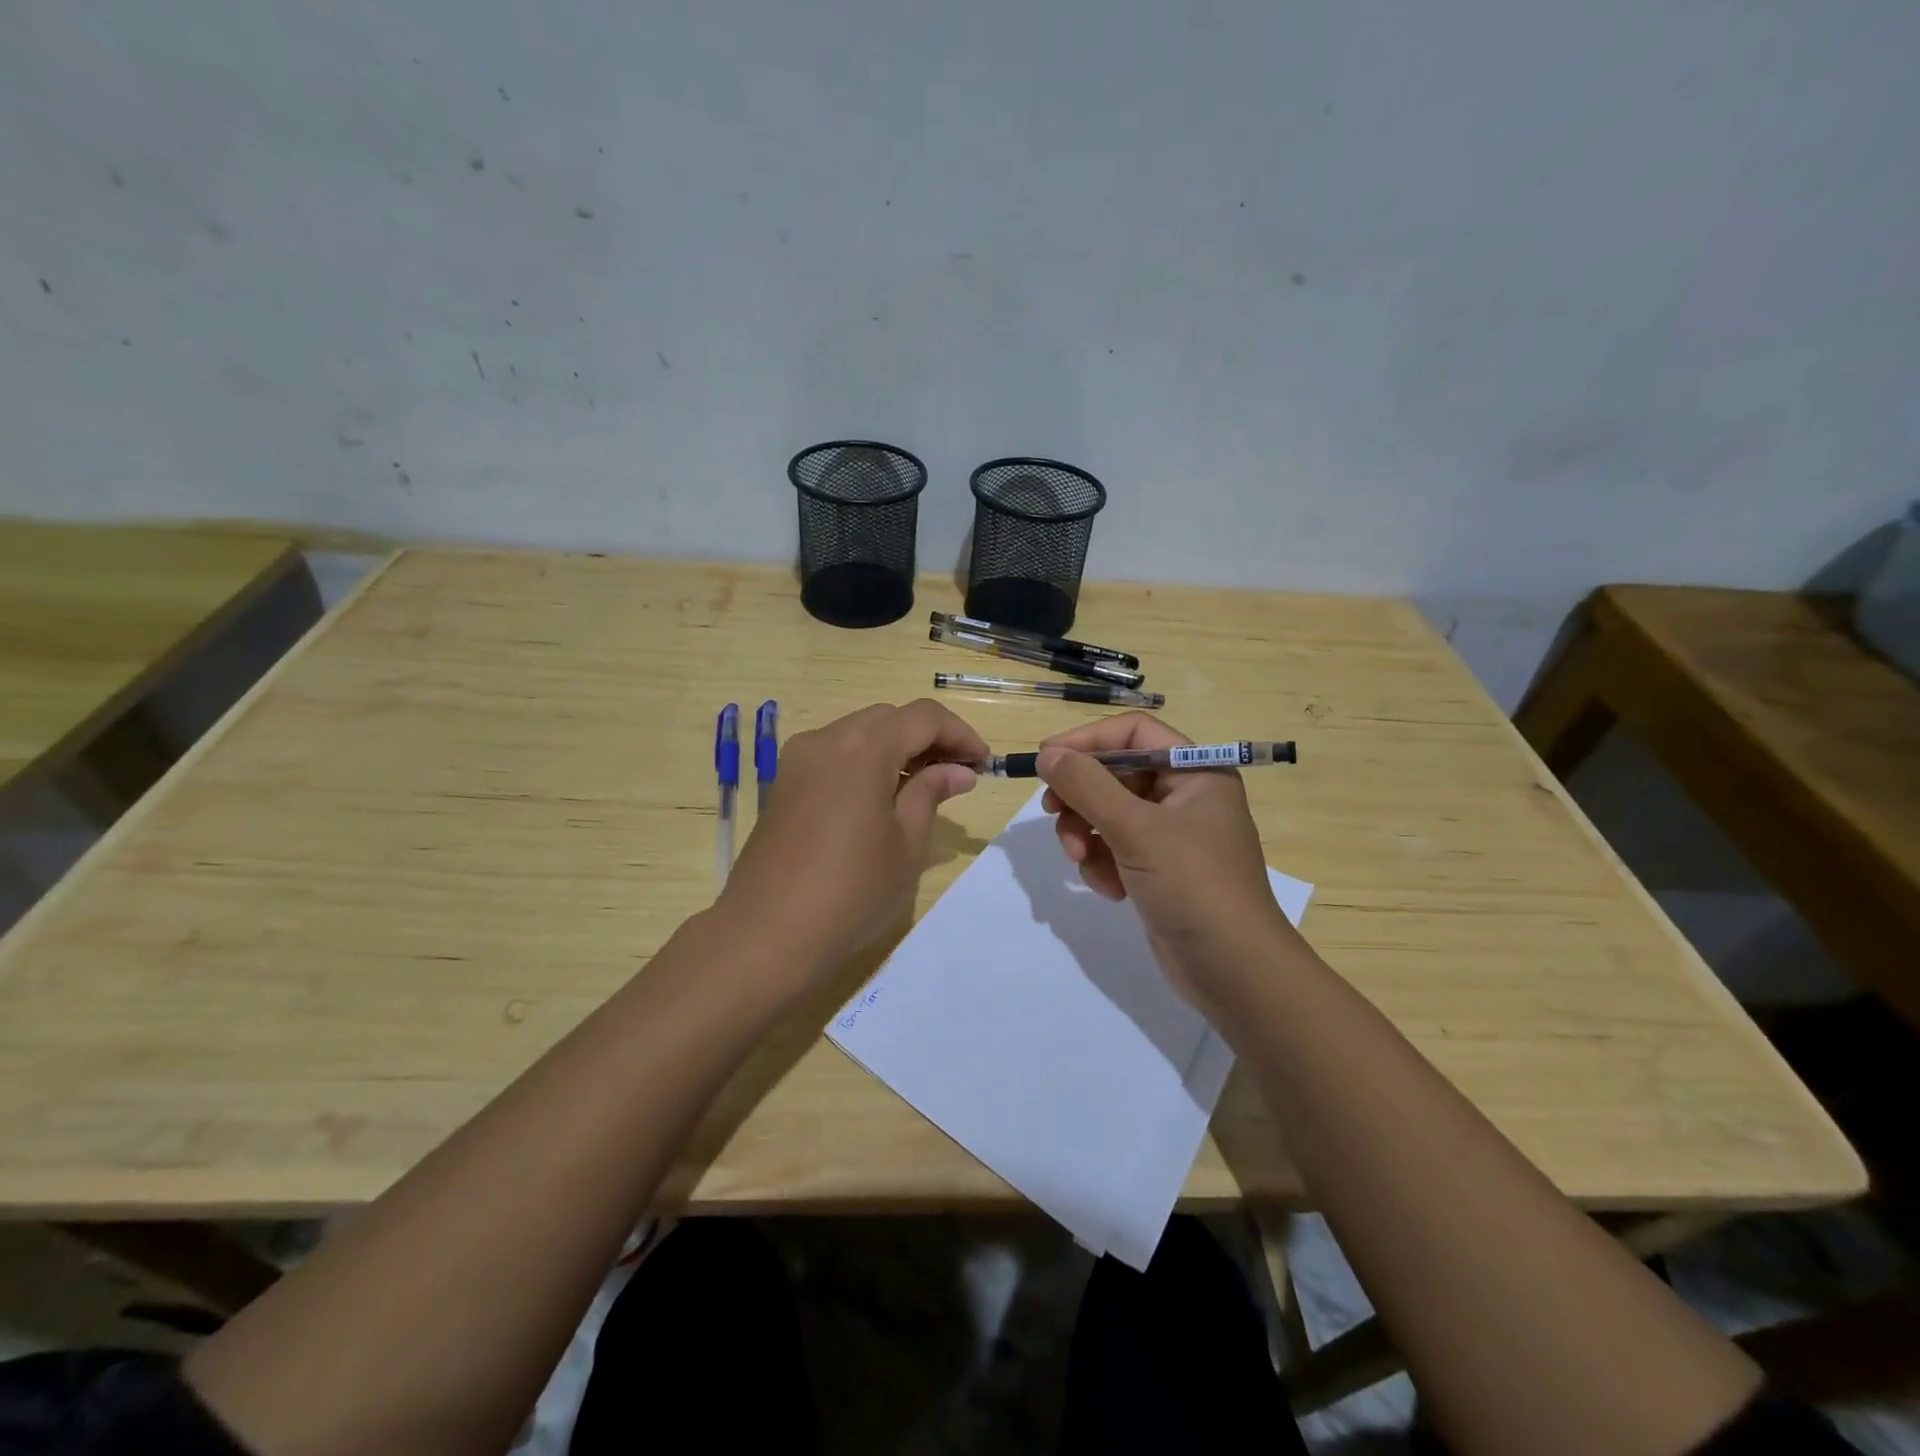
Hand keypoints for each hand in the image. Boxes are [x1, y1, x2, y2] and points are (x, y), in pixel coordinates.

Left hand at [719, 700, 987, 983]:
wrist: (766, 935)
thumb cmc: (850, 892)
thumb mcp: (907, 844)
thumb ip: (931, 794)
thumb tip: (957, 771)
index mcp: (862, 748)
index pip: (923, 717)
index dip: (960, 734)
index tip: (983, 764)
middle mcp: (826, 740)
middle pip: (889, 718)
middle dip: (928, 738)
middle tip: (957, 776)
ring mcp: (798, 760)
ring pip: (859, 733)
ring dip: (896, 749)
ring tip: (924, 788)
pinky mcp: (784, 784)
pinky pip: (835, 754)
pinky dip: (866, 762)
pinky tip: (882, 798)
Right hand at [1037, 713, 1306, 1007]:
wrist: (1234, 972)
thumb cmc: (1194, 886)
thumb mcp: (1136, 829)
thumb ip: (1087, 786)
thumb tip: (1047, 754)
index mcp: (1195, 771)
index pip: (1133, 732)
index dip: (1087, 741)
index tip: (1047, 760)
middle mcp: (1184, 795)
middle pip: (1114, 774)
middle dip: (1081, 798)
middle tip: (1053, 814)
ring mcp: (1171, 835)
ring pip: (1107, 814)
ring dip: (1086, 836)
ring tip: (1081, 862)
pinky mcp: (1158, 869)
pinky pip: (1114, 848)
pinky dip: (1102, 865)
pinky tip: (1110, 890)